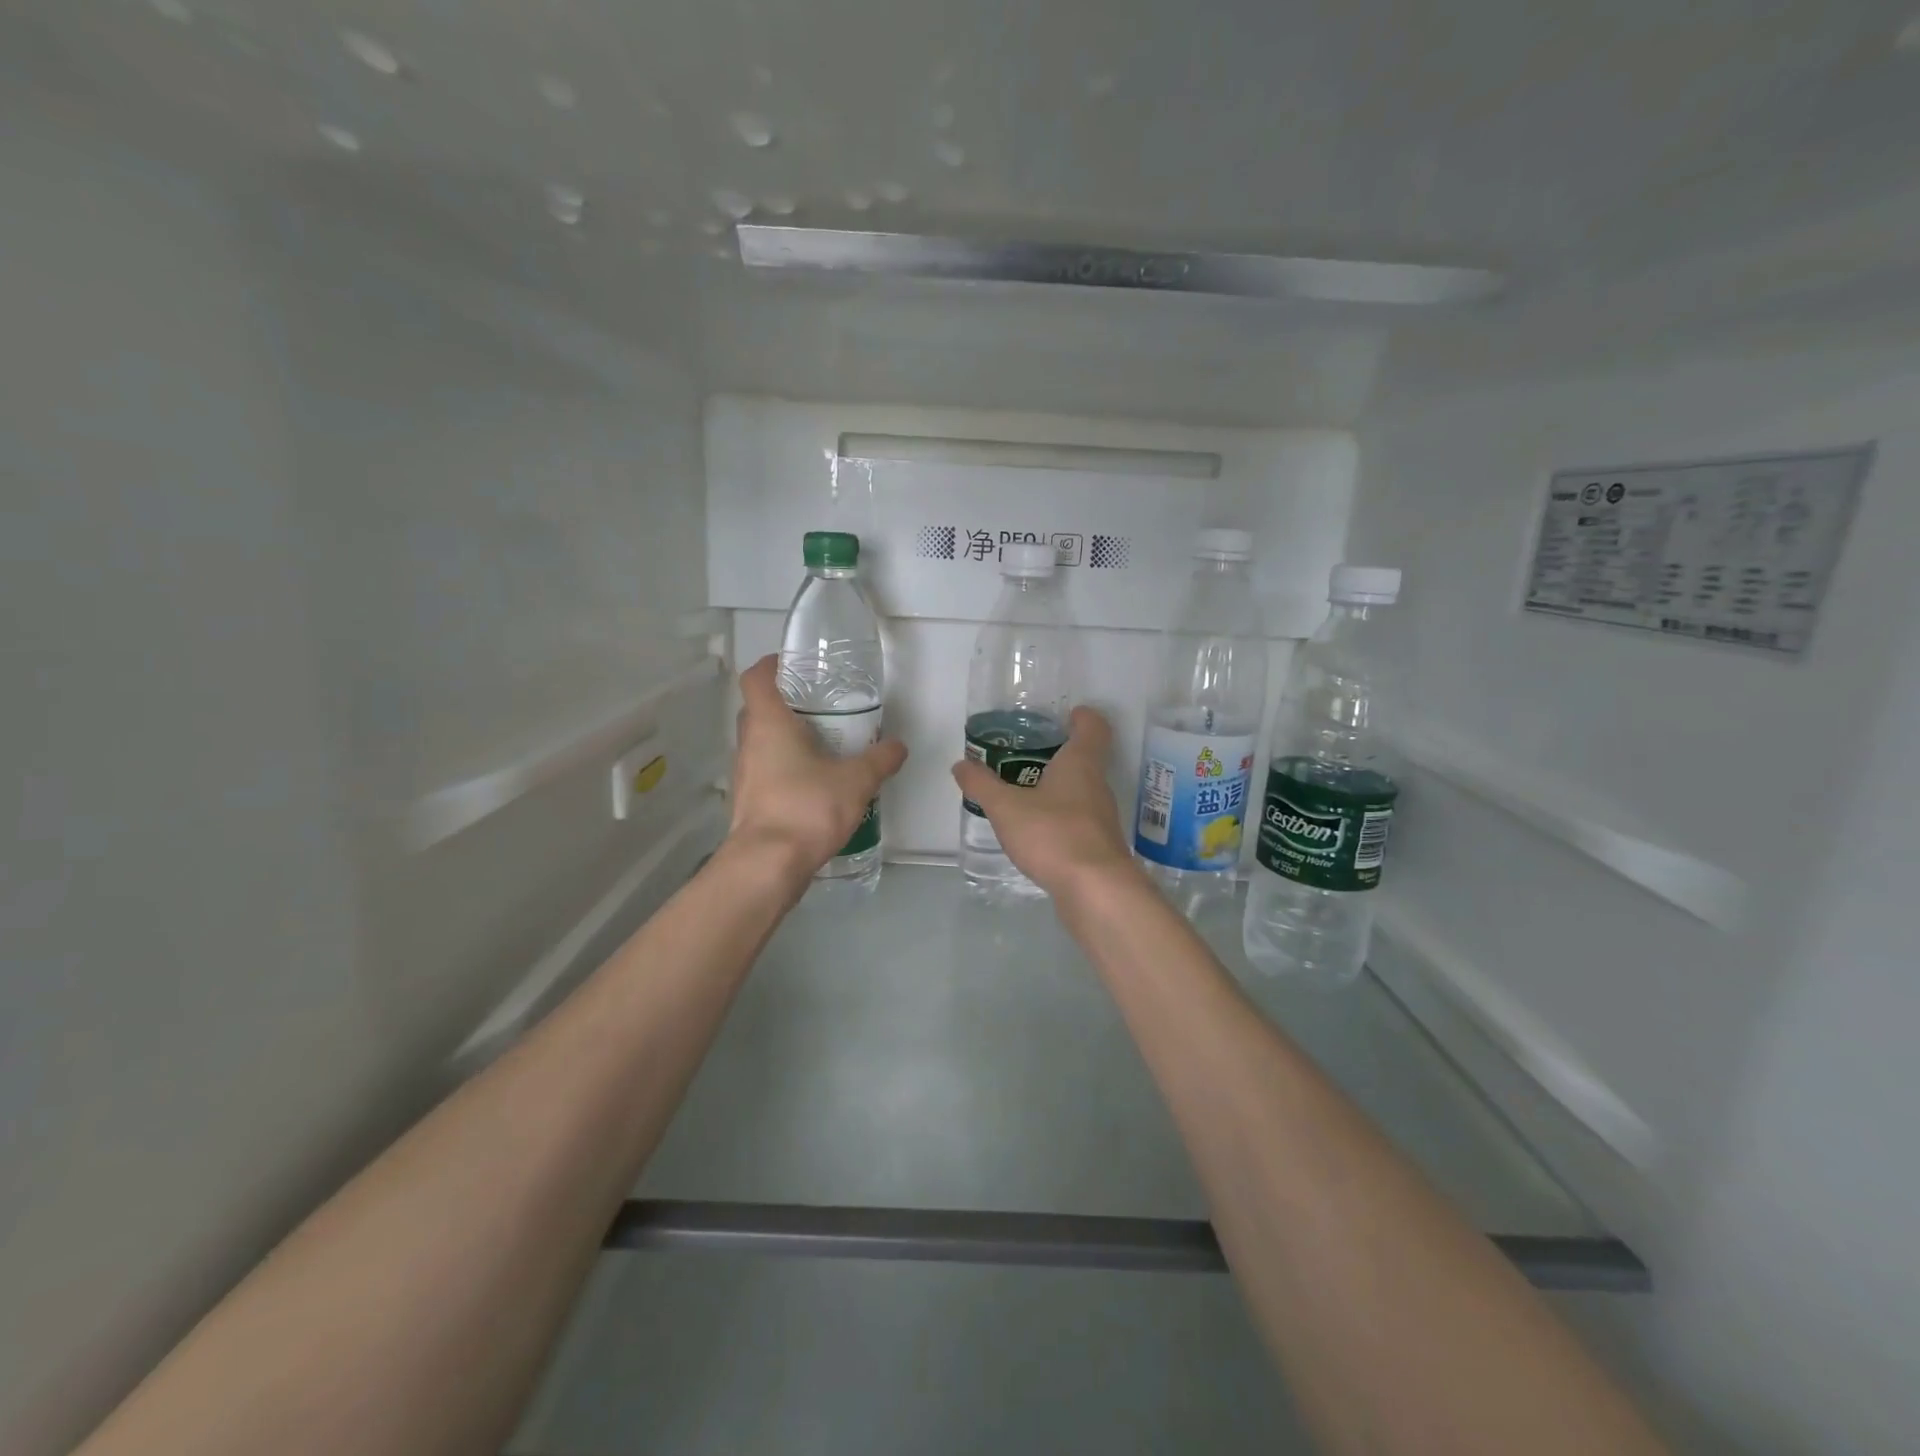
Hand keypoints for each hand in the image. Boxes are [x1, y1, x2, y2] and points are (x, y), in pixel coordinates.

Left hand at [728, 655, 907, 881]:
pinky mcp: (750, 801)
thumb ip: (879, 760)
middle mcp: (749, 743)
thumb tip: (898, 746)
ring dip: (787, 739)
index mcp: (768, 723)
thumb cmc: (807, 807)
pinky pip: (767, 771)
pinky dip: (787, 768)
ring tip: (825, 744)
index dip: (772, 665)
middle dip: (787, 703)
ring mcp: (745, 774)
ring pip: (763, 743)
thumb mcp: (856, 780)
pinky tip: (816, 782)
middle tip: (821, 706)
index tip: (796, 666)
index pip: (756, 677)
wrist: (768, 865)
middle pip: (759, 709)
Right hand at [950, 706, 1136, 898]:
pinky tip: (1037, 832)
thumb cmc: (1054, 834)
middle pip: (1086, 759)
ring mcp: (1102, 818)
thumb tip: (961, 764)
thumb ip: (982, 785)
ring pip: (1082, 792)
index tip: (1068, 714)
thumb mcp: (1006, 808)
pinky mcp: (1099, 847)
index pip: (1093, 727)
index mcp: (1081, 764)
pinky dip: (1061, 819)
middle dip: (1061, 754)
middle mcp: (1097, 785)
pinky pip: (1079, 822)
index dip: (1083, 717)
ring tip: (1026, 793)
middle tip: (1029, 754)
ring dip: (1060, 789)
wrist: (1096, 890)